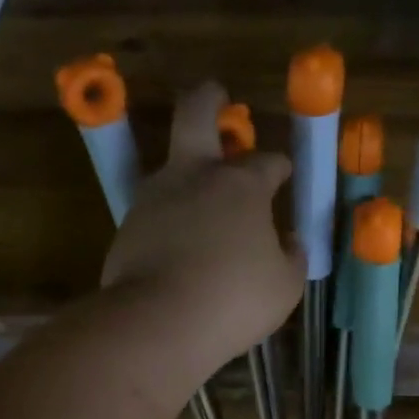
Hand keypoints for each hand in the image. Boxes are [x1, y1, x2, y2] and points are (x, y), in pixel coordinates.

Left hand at [102, 82, 304, 366]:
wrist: (157, 323)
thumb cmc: (234, 300)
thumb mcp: (284, 285)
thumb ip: (291, 257)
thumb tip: (287, 242)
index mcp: (240, 185)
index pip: (266, 161)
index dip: (278, 166)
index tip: (283, 174)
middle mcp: (194, 177)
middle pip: (196, 114)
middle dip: (209, 99)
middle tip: (217, 96)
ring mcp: (154, 198)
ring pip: (171, 167)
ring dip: (188, 173)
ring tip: (203, 203)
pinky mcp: (127, 227)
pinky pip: (155, 212)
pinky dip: (170, 219)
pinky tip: (179, 244)